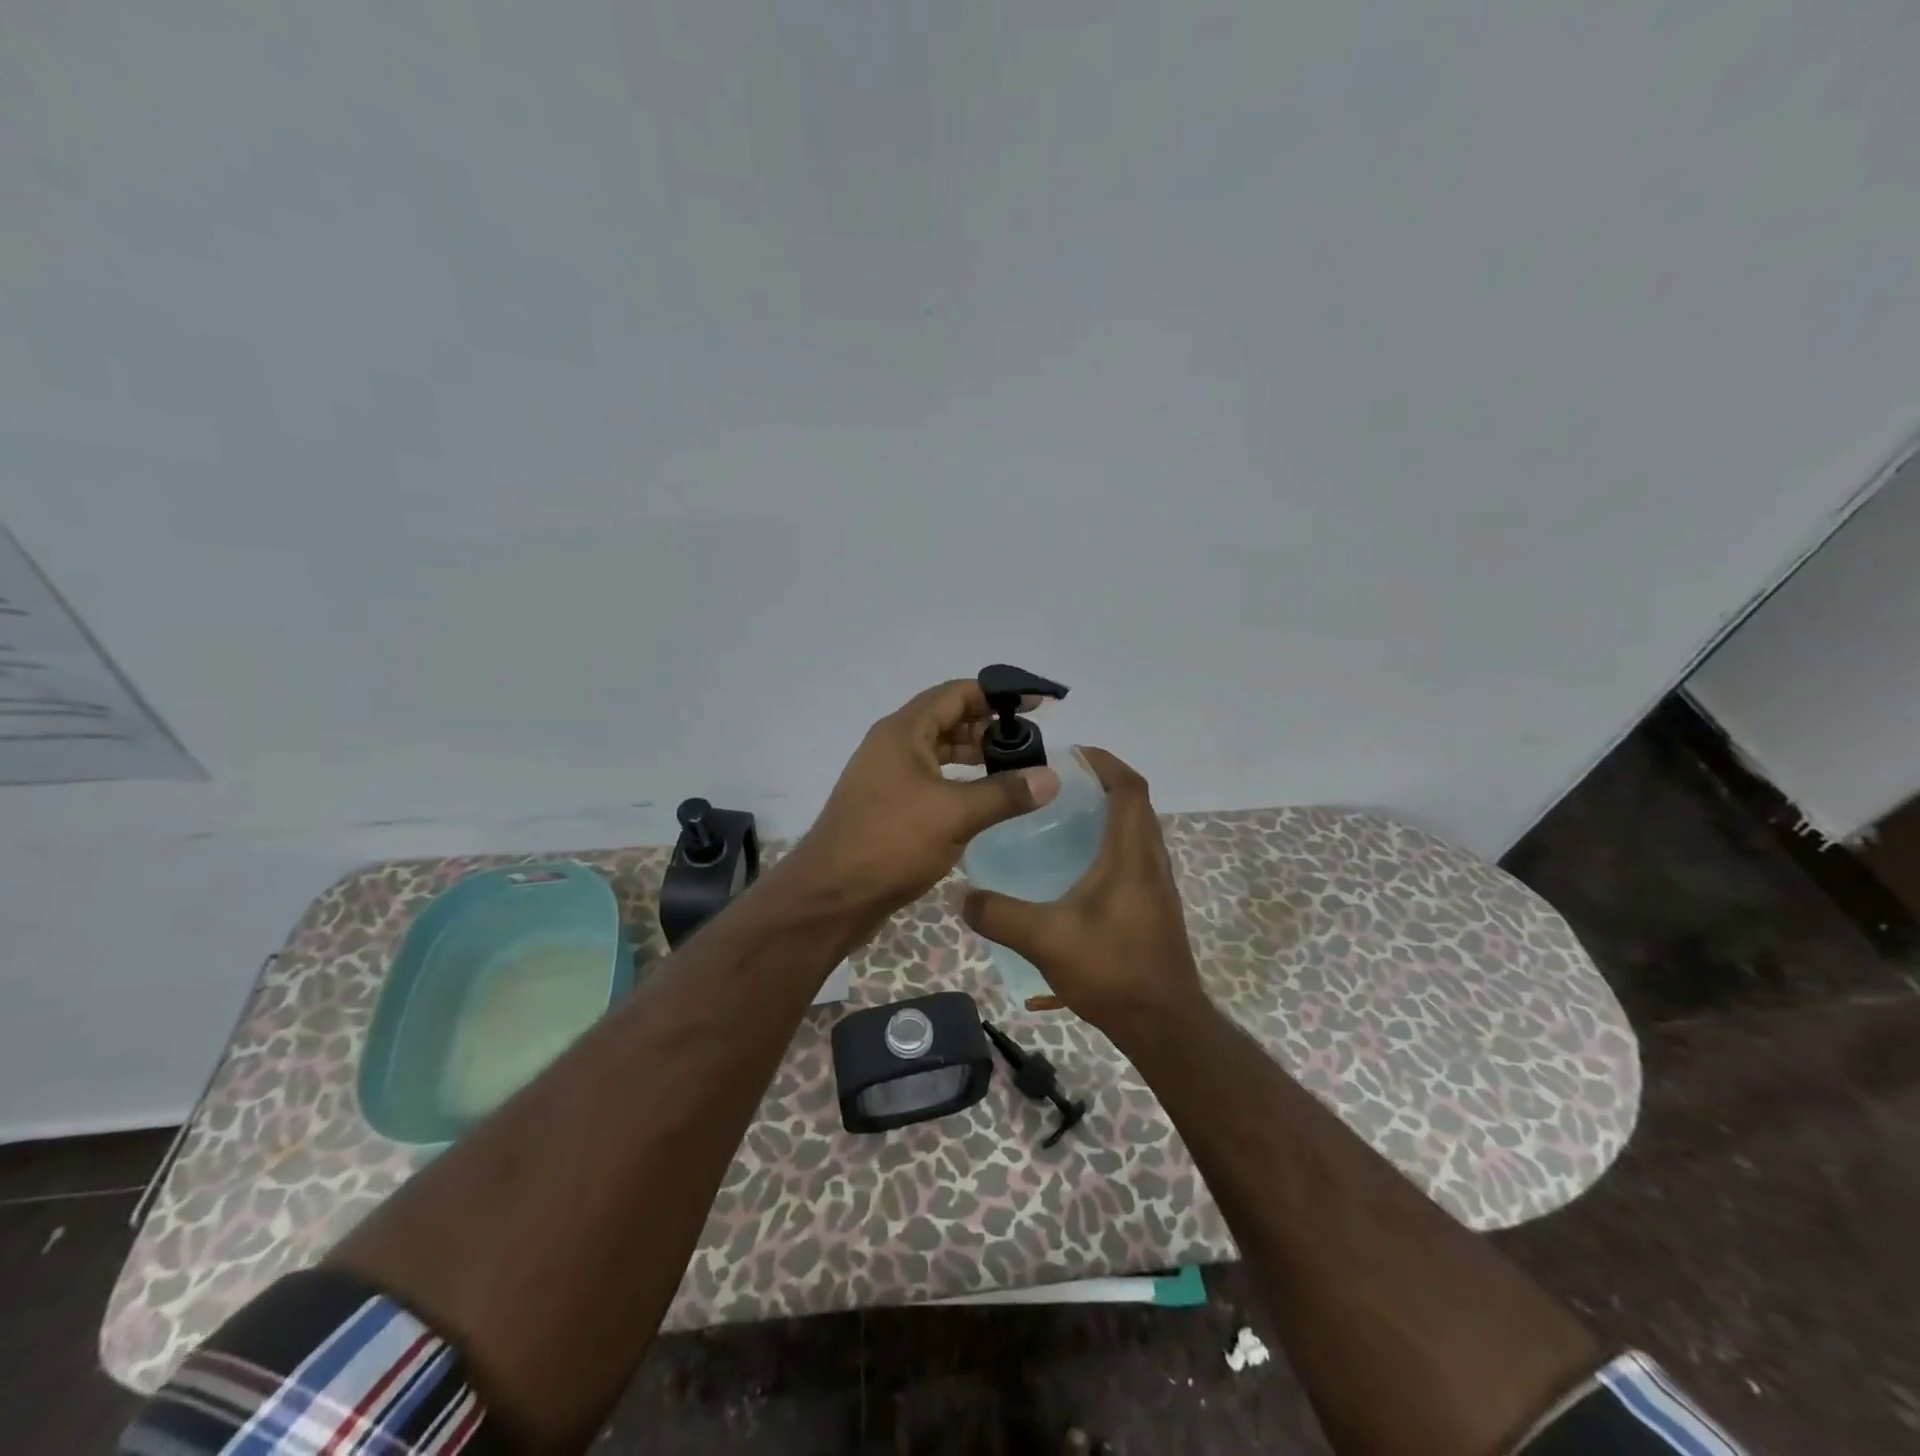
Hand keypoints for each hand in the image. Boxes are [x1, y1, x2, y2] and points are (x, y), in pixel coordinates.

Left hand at [790, 679, 1059, 928]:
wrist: (832, 896)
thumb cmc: (891, 842)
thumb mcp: (955, 814)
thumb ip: (1004, 793)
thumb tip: (1050, 778)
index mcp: (903, 732)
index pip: (956, 693)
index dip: (997, 694)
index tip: (1035, 704)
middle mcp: (892, 746)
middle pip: (946, 719)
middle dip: (988, 726)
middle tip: (1029, 743)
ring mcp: (887, 776)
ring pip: (938, 752)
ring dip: (974, 755)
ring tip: (1014, 769)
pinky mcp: (888, 805)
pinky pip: (930, 779)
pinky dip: (958, 781)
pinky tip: (983, 799)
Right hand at [960, 747, 1206, 1034]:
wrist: (1163, 1024)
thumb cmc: (1112, 970)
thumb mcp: (1045, 940)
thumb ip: (1000, 915)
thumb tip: (960, 897)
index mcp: (1131, 855)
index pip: (1130, 788)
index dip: (1106, 762)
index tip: (1074, 753)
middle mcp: (1150, 861)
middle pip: (1135, 804)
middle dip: (1102, 784)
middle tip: (1059, 785)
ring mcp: (1157, 885)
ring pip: (1137, 832)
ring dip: (1109, 814)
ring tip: (1064, 819)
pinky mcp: (1155, 907)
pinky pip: (1135, 857)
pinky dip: (1111, 844)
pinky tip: (1077, 869)